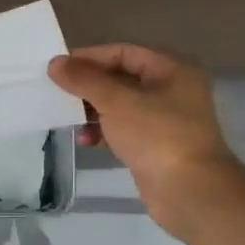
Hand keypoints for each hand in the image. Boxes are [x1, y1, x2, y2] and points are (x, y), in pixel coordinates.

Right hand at [48, 44, 244, 238]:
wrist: (190, 192)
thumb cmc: (156, 135)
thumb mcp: (116, 101)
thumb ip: (84, 79)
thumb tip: (55, 63)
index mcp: (171, 69)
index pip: (123, 52)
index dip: (90, 58)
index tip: (59, 68)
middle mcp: (172, 89)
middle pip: (121, 78)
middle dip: (89, 87)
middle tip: (58, 94)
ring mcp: (166, 120)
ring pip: (121, 106)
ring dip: (93, 111)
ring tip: (70, 121)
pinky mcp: (157, 146)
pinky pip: (125, 129)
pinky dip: (104, 132)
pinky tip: (86, 141)